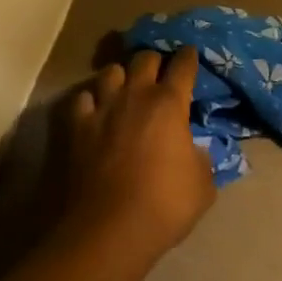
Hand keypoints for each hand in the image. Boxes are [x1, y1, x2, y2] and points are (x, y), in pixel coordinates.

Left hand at [61, 48, 216, 264]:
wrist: (111, 227)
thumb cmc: (164, 205)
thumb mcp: (202, 186)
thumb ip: (202, 159)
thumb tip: (196, 149)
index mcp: (169, 103)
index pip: (182, 66)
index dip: (188, 57)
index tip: (190, 53)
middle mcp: (136, 94)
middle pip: (145, 58)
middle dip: (154, 61)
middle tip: (159, 72)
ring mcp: (104, 106)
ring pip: (111, 71)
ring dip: (121, 76)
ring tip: (124, 87)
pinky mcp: (79, 124)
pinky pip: (83, 98)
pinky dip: (91, 101)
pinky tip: (94, 110)